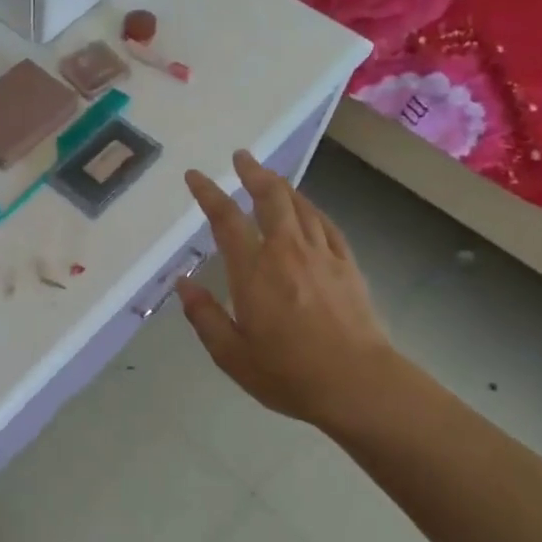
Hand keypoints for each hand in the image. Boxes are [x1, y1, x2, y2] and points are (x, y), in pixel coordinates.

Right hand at [176, 149, 401, 432]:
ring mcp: (321, 256)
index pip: (226, 220)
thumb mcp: (231, 354)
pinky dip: (311, 209)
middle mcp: (286, 252)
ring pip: (300, 206)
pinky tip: (307, 209)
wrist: (358, 385)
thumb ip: (204, 316)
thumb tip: (183, 284)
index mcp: (253, 271)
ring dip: (282, 185)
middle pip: (270, 198)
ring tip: (269, 176)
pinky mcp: (347, 266)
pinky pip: (326, 225)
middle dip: (253, 172)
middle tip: (241, 156)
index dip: (208, 194)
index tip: (195, 176)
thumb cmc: (288, 373)